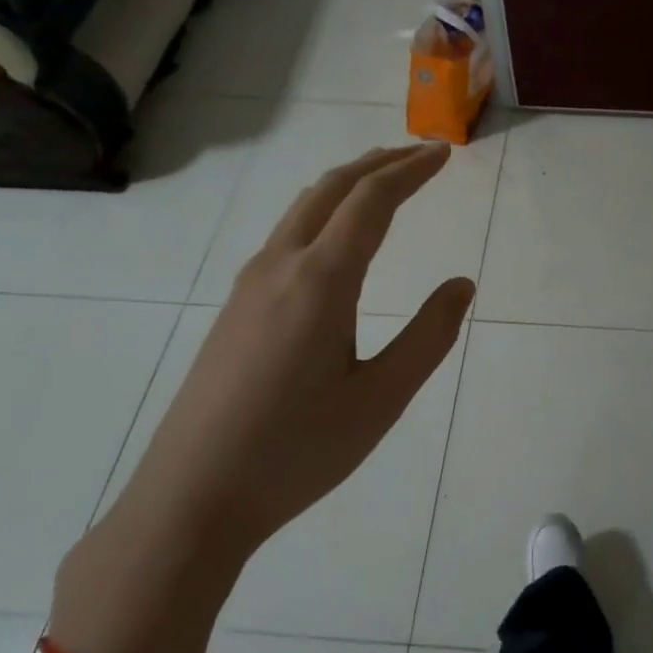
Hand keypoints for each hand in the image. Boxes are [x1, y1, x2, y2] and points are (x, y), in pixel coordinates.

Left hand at [53, 143, 474, 652]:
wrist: (191, 498)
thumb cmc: (297, 450)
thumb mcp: (381, 398)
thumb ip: (428, 336)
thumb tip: (461, 285)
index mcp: (320, 281)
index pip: (371, 202)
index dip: (410, 171)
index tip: (444, 154)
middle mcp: (279, 267)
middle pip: (330, 189)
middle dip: (379, 164)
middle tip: (421, 155)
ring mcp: (249, 286)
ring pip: (302, 209)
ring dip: (347, 185)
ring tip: (384, 182)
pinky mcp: (235, 309)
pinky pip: (286, 235)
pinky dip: (323, 212)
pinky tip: (336, 239)